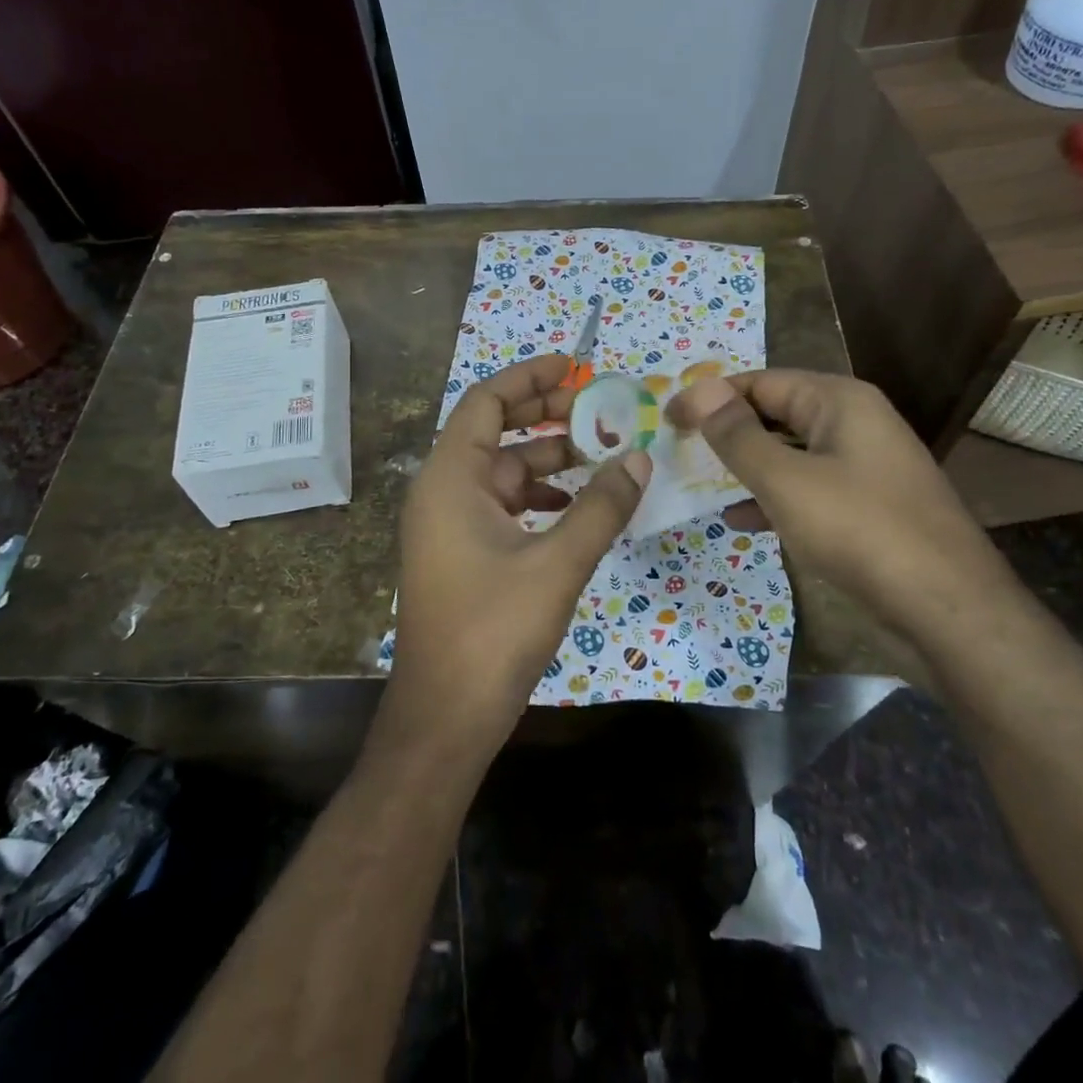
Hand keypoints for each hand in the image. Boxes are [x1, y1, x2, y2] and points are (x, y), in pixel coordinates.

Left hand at [386, 354, 648, 758]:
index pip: (486, 402)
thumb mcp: (557, 564)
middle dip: (546, 415)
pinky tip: (578, 507)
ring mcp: (452, 524)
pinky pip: (505, 505)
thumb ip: (600, 507)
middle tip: (599, 409)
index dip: (528, 377)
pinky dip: (541, 496)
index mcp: (451, 479)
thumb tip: (638, 459)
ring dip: (551, 459)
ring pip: (505, 471)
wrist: (446, 716)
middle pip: (496, 431)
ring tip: (603, 455)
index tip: (573, 365)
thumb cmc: (493, 632)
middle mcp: (444, 491)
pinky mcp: (465, 552)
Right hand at [667, 371, 1010, 638]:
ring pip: (790, 454)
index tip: (668, 420)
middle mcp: (853, 423)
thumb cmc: (860, 530)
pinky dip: (773, 498)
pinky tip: (741, 520)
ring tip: (700, 485)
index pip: (761, 382)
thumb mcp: (786, 480)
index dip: (711, 397)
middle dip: (728, 432)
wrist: (947, 610)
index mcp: (839, 401)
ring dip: (746, 467)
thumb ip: (738, 436)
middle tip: (679, 452)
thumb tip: (700, 391)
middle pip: (776, 414)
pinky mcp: (866, 506)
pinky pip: (807, 488)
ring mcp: (863, 466)